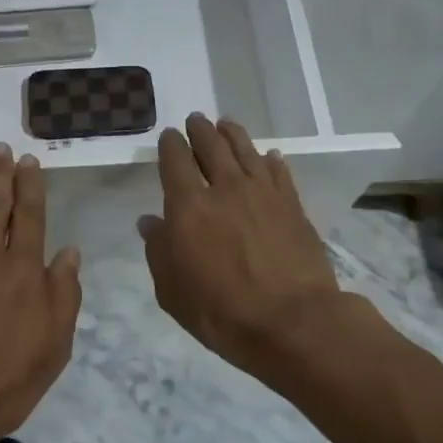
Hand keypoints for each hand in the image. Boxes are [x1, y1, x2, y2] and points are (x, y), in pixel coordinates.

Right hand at [139, 114, 346, 381]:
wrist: (293, 322)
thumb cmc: (222, 312)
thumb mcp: (173, 292)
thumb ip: (158, 251)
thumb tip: (149, 222)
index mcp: (189, 206)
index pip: (175, 160)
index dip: (171, 144)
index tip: (169, 136)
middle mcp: (225, 188)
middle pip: (211, 146)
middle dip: (200, 130)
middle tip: (196, 120)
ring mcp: (263, 193)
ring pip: (245, 150)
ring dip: (233, 134)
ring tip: (226, 124)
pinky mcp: (292, 204)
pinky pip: (279, 172)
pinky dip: (271, 161)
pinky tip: (269, 156)